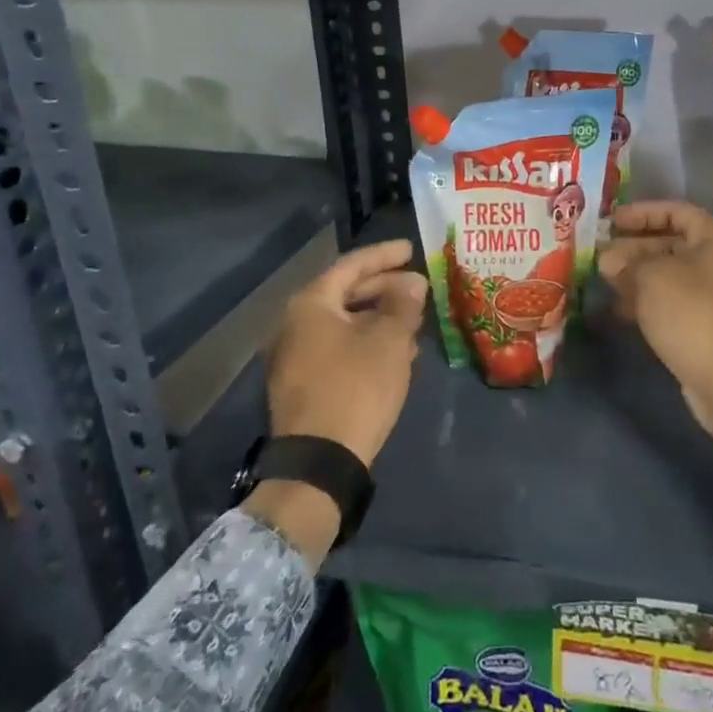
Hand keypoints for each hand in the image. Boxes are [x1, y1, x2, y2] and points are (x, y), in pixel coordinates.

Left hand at [266, 239, 427, 466]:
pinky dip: (366, 343)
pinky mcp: (303, 384)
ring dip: (379, 320)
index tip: (411, 249)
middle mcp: (294, 323)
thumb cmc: (356, 387)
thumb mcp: (389, 341)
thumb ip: (402, 304)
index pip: (351, 266)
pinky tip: (395, 355)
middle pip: (345, 293)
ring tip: (413, 323)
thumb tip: (413, 282)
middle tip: (418, 288)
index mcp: (310, 304)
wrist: (319, 462)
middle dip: (384, 290)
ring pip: (344, 324)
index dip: (384, 256)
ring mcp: (295, 356)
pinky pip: (339, 349)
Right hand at [599, 202, 712, 468]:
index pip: (675, 211)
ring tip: (601, 281)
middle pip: (671, 243)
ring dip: (635, 277)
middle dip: (633, 248)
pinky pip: (671, 304)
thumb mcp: (652, 277)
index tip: (610, 220)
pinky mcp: (706, 326)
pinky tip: (617, 310)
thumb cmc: (693, 313)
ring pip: (668, 276)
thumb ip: (626, 262)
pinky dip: (646, 302)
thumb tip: (607, 259)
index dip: (641, 213)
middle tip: (599, 253)